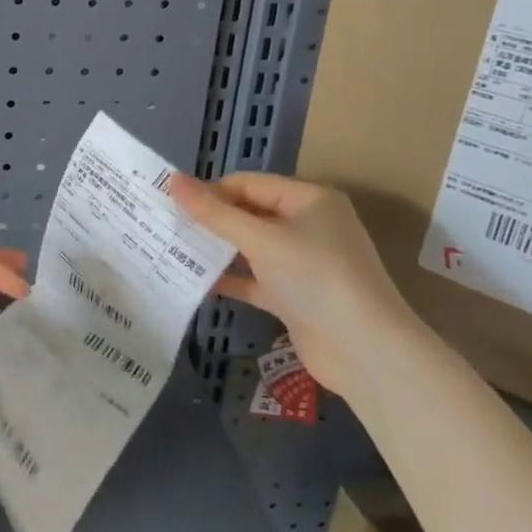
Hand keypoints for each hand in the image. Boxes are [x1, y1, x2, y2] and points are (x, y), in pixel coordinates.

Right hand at [170, 173, 418, 397]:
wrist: (364, 352)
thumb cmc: (315, 278)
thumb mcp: (261, 240)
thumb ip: (214, 213)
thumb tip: (173, 180)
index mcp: (308, 200)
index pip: (249, 184)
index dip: (210, 191)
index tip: (171, 203)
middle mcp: (307, 226)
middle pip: (248, 214)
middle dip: (210, 220)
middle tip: (166, 224)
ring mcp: (302, 263)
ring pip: (249, 248)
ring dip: (216, 250)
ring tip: (172, 249)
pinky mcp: (294, 296)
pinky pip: (254, 279)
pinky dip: (229, 279)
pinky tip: (195, 282)